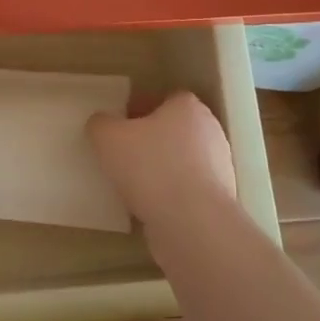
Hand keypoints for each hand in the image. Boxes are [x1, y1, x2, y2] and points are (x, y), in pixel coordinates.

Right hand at [87, 91, 239, 231]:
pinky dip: (169, 192)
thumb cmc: (150, 167)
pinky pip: (187, 187)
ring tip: (132, 181)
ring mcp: (219, 167)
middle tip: (123, 150)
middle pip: (176, 128)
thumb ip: (101, 124)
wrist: (191, 223)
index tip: (123, 122)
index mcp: (188, 108)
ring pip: (182, 159)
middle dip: (152, 137)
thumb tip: (102, 122)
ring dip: (161, 166)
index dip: (143, 107)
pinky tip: (148, 204)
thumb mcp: (108, 138)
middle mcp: (210, 132)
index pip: (167, 98)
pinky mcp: (217, 199)